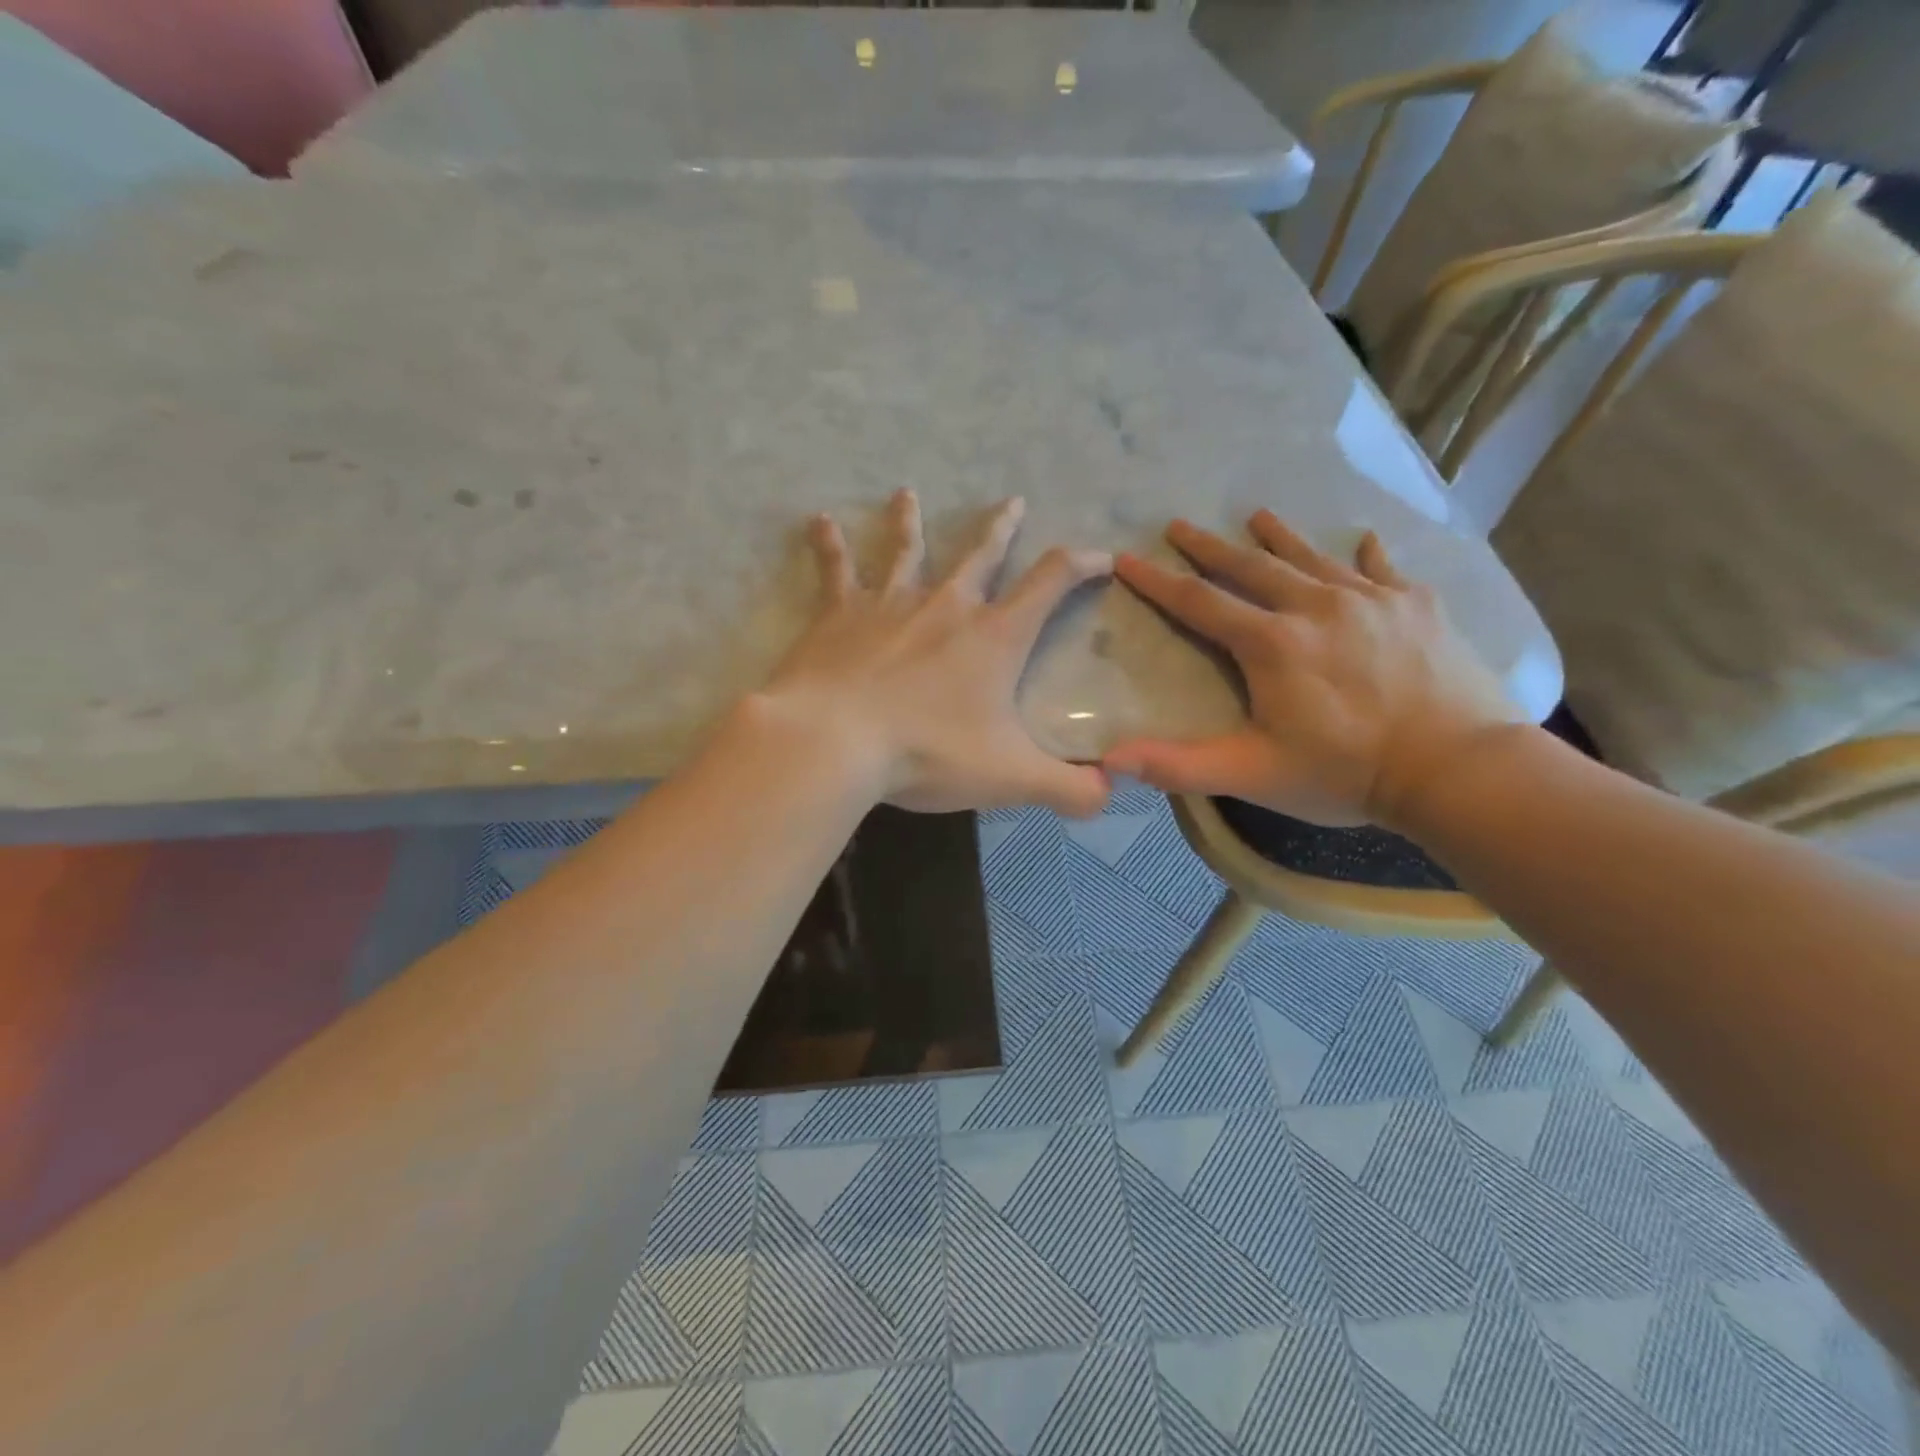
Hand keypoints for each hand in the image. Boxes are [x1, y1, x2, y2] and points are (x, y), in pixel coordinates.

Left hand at [752, 490, 1112, 816]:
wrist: (835, 741)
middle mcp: (946, 606)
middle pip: (980, 555)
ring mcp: (889, 603)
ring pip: (906, 550)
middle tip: (1013, 501)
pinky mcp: (839, 614)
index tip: (1100, 555)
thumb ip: (1067, 789)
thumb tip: (1110, 795)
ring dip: (910, 522)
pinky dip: (829, 545)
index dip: (1080, 565)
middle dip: (1001, 528)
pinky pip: (836, 570)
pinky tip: (819, 521)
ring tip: (907, 493)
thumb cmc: (928, 753)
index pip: (1050, 583)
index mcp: (993, 637)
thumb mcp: (1010, 778)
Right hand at [1104, 512, 1519, 828]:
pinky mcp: (1416, 606)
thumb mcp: (1252, 774)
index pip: (1200, 603)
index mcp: (1271, 643)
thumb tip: (1110, 760)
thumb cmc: (1345, 772)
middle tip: (1178, 525)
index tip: (1127, 558)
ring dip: (1280, 537)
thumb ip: (1179, 765)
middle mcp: (1315, 606)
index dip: (1158, 582)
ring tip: (1258, 516)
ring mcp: (1370, 600)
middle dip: (1209, 547)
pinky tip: (1363, 541)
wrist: (1456, 769)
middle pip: (1251, 567)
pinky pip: (1384, 569)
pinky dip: (1368, 555)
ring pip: (1312, 558)